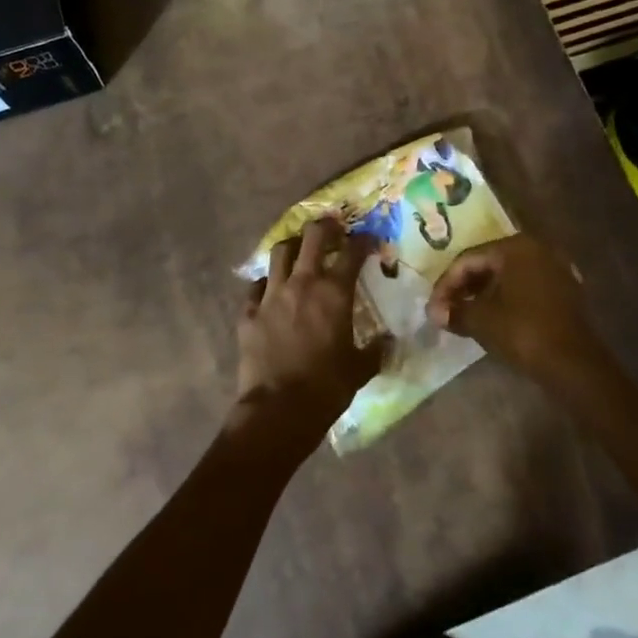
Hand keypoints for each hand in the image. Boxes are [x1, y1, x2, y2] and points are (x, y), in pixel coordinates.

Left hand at [234, 218, 388, 447]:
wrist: (278, 410)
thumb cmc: (326, 387)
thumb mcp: (361, 369)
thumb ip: (377, 350)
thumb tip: (389, 342)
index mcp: (334, 292)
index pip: (352, 252)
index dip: (364, 241)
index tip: (370, 241)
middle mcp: (302, 284)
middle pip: (312, 237)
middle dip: (325, 227)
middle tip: (333, 228)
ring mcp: (271, 296)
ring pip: (280, 253)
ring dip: (293, 247)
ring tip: (300, 251)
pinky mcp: (248, 313)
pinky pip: (256, 287)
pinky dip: (266, 283)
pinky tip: (271, 291)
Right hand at [427, 234, 611, 393]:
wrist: (573, 364)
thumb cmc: (523, 332)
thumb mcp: (481, 320)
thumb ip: (455, 311)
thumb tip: (435, 312)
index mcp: (515, 246)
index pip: (468, 259)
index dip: (445, 284)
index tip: (432, 308)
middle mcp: (537, 248)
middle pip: (488, 263)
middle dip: (464, 287)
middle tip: (446, 310)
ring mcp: (554, 268)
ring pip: (507, 275)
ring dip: (483, 293)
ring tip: (464, 315)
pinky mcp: (564, 289)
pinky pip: (525, 286)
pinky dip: (505, 298)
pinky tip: (492, 317)